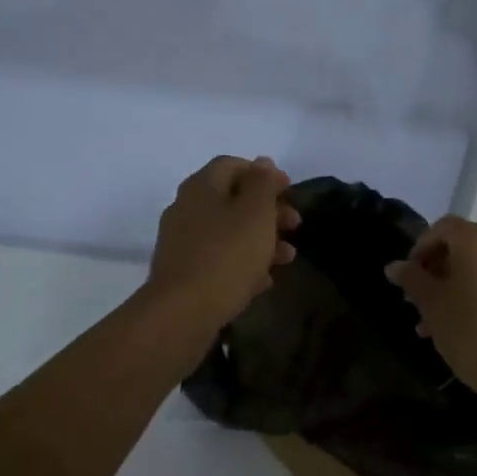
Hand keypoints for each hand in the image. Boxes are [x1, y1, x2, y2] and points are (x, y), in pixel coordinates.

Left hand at [147, 156, 300, 327]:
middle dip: (268, 211)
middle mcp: (187, 208)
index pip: (233, 164)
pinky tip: (262, 281)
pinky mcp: (183, 272)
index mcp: (202, 186)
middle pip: (232, 199)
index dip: (264, 174)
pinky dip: (242, 263)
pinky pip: (218, 259)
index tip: (290, 190)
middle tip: (294, 225)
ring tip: (287, 258)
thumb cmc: (227, 255)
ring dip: (260, 239)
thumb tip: (263, 162)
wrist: (182, 313)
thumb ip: (263, 183)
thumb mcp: (255, 213)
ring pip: (228, 231)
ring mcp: (182, 241)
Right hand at [385, 216, 476, 410]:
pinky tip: (476, 327)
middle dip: (441, 272)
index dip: (421, 249)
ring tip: (444, 324)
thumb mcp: (433, 306)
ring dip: (463, 287)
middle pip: (467, 248)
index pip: (443, 228)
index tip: (409, 278)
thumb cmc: (473, 334)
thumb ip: (412, 280)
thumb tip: (395, 267)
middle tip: (423, 304)